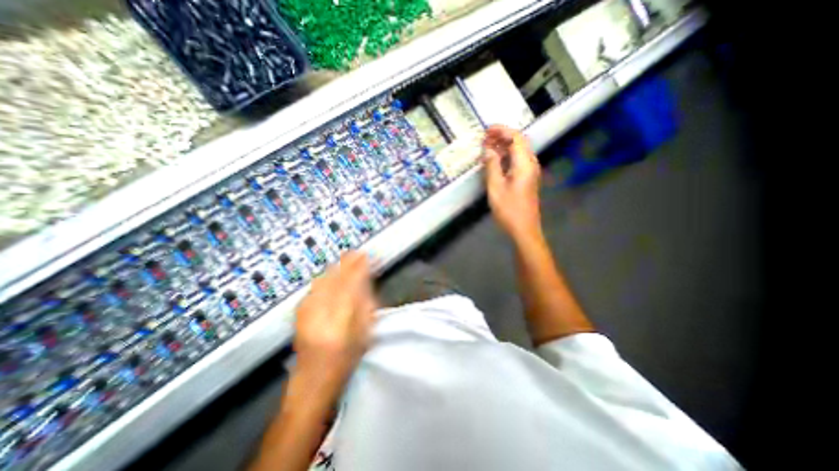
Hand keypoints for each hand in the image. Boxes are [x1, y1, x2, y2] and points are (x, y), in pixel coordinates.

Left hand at [293, 252, 374, 391]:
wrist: (312, 380)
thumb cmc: (345, 360)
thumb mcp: (364, 333)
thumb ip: (366, 304)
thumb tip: (366, 280)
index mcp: (340, 321)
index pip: (350, 284)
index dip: (358, 267)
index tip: (366, 255)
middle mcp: (320, 313)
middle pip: (334, 278)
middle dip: (347, 262)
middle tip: (358, 253)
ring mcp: (306, 311)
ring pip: (323, 279)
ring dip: (336, 267)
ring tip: (348, 259)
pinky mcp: (299, 311)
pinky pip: (315, 286)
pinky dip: (326, 276)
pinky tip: (333, 273)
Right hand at [483, 125, 539, 243]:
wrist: (524, 229)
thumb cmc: (509, 210)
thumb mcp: (496, 187)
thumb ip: (492, 166)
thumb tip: (488, 150)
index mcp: (524, 164)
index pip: (516, 138)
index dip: (502, 130)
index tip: (486, 130)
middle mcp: (531, 164)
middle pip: (519, 142)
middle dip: (502, 136)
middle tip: (485, 138)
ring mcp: (530, 172)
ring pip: (518, 152)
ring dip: (504, 146)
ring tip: (487, 147)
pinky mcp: (527, 179)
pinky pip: (517, 161)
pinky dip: (506, 156)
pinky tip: (495, 161)